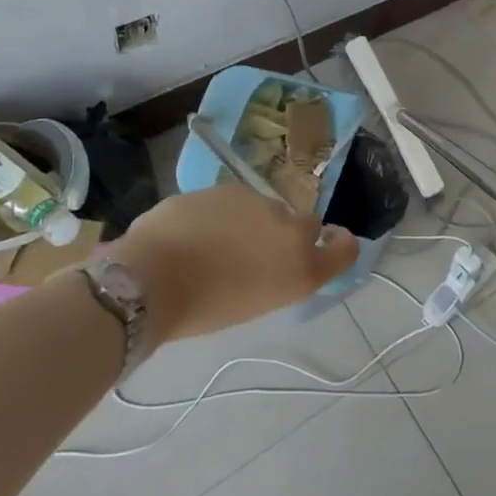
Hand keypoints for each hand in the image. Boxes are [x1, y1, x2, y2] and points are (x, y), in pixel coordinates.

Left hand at [106, 184, 358, 341]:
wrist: (151, 277)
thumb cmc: (202, 308)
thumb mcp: (254, 303)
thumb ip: (277, 274)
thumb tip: (272, 258)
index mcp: (302, 268)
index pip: (345, 248)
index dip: (339, 243)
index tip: (326, 243)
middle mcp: (292, 230)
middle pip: (306, 225)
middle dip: (288, 234)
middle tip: (257, 254)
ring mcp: (261, 203)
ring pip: (267, 210)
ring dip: (253, 223)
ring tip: (216, 246)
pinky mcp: (231, 187)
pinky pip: (236, 202)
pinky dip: (224, 214)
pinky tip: (196, 232)